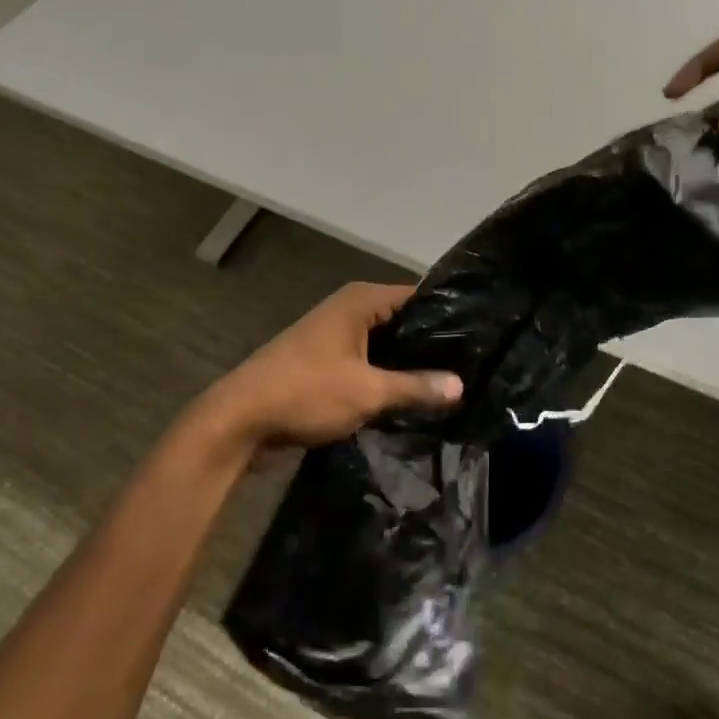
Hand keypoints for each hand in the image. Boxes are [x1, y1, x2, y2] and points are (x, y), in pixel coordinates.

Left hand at [205, 283, 461, 450]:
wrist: (238, 422)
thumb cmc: (305, 392)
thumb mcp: (367, 391)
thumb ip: (416, 386)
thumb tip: (460, 385)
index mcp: (360, 300)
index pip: (417, 296)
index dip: (447, 315)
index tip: (479, 337)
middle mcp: (349, 310)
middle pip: (402, 321)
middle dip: (430, 343)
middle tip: (472, 365)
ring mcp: (335, 337)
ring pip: (385, 345)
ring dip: (408, 364)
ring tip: (451, 383)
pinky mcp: (327, 363)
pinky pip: (368, 363)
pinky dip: (387, 376)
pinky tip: (414, 397)